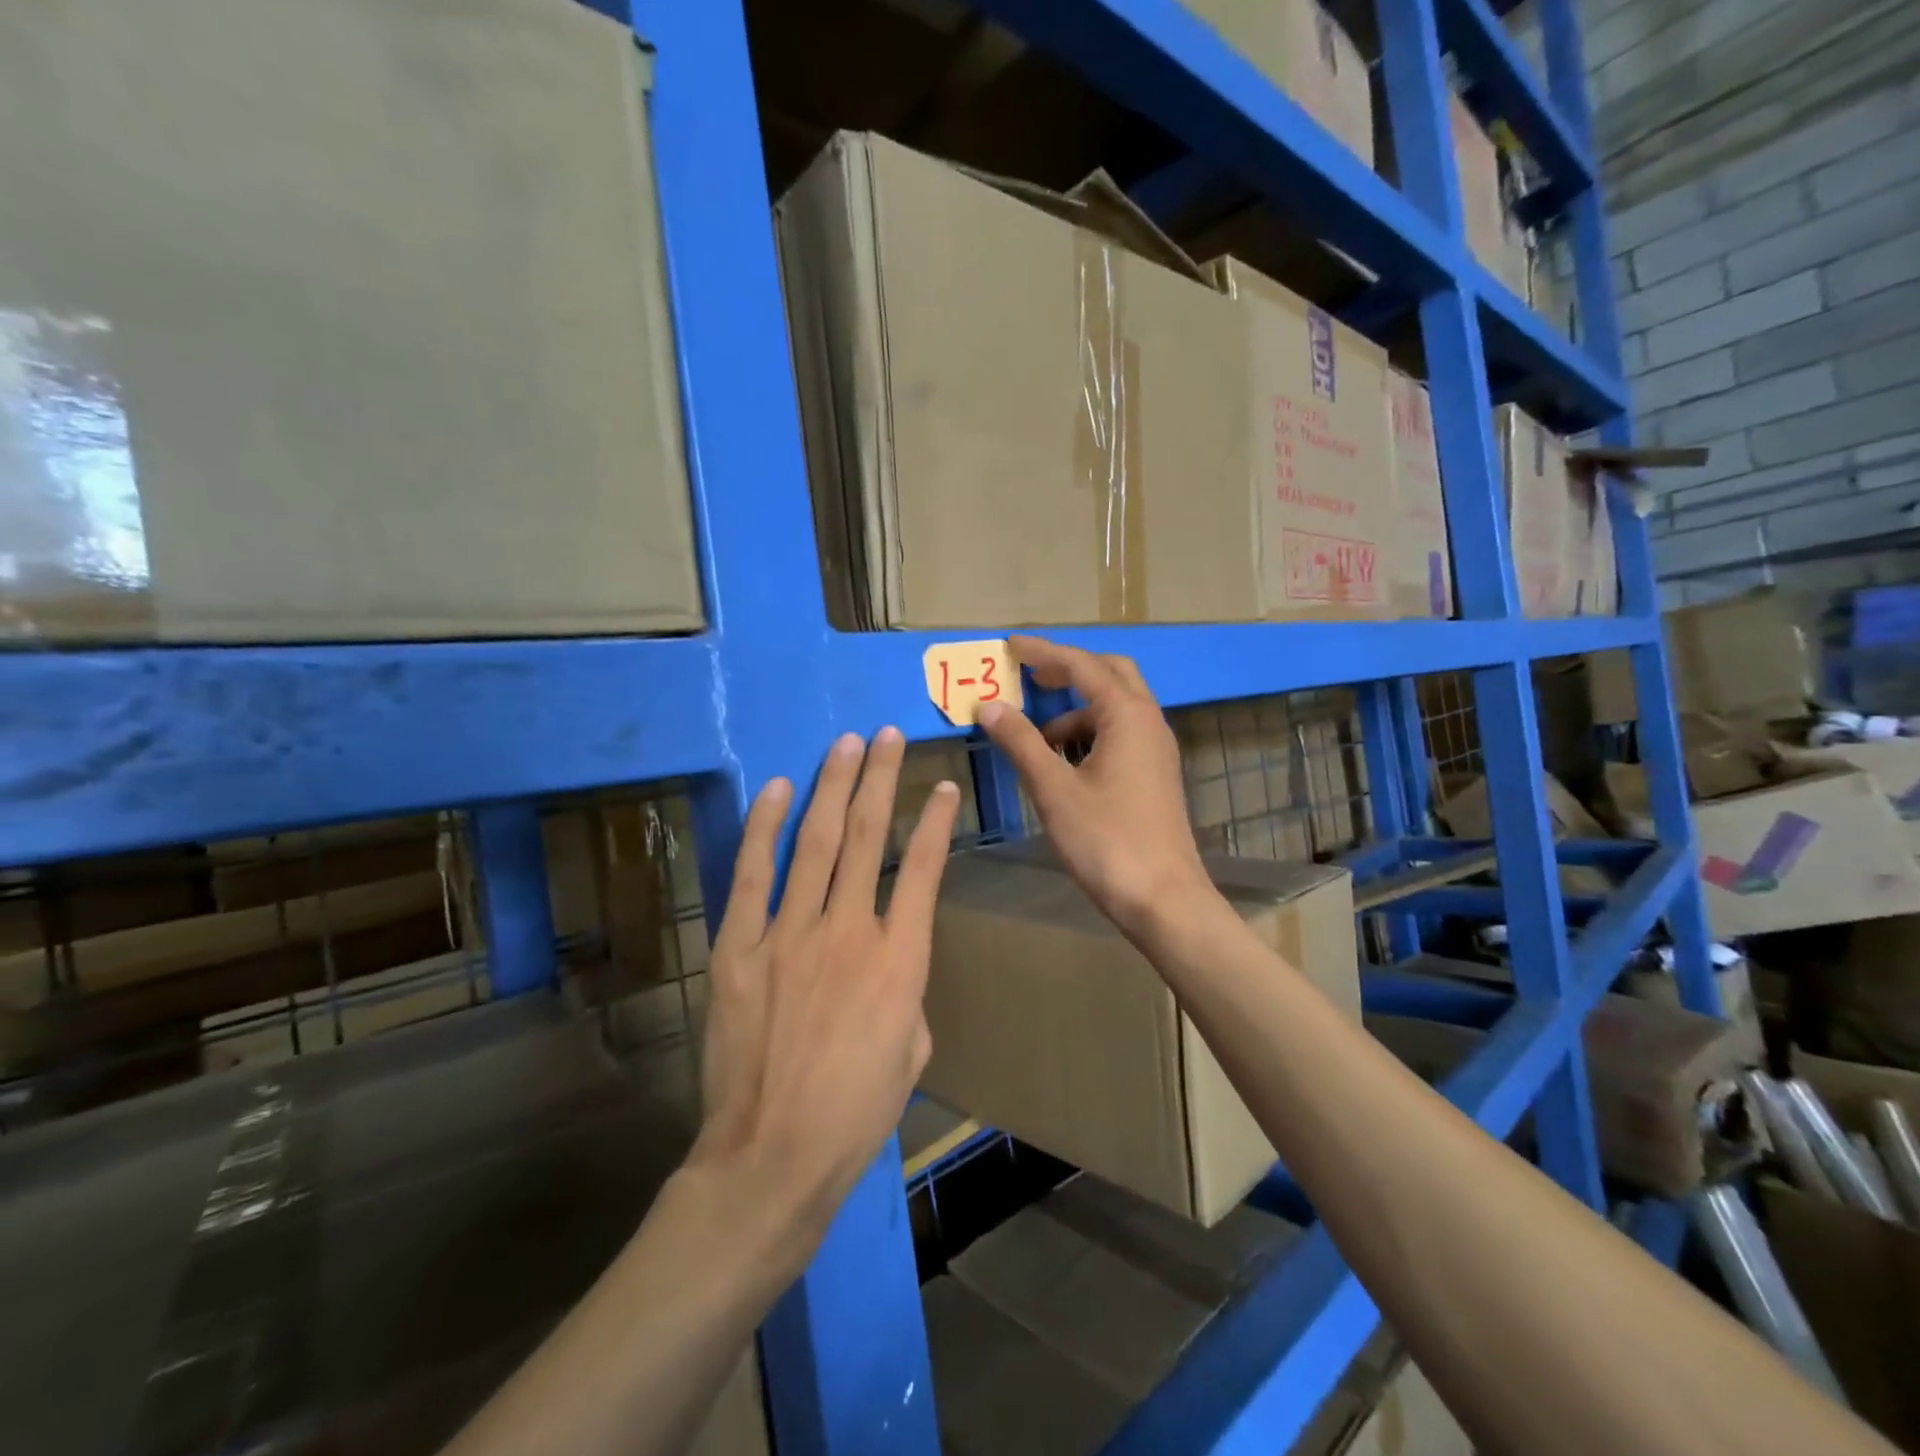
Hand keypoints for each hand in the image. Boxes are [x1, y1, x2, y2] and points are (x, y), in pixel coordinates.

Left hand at [692, 728, 960, 1248]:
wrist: (773, 1156)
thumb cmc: (856, 1112)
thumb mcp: (913, 1050)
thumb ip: (906, 990)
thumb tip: (885, 959)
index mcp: (901, 960)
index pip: (925, 870)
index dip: (937, 822)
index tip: (943, 785)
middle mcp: (849, 931)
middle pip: (869, 837)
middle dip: (881, 779)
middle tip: (888, 735)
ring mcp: (790, 934)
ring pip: (817, 842)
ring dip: (834, 787)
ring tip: (846, 744)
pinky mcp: (740, 947)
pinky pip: (753, 874)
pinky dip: (766, 827)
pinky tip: (780, 789)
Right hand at [978, 635, 1213, 938]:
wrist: (1162, 899)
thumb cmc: (1106, 840)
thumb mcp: (1054, 789)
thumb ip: (1020, 742)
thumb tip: (989, 705)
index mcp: (1127, 715)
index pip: (1080, 665)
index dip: (1042, 652)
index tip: (1009, 644)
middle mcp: (1148, 721)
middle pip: (1109, 673)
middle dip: (1068, 670)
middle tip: (1029, 676)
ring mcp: (1156, 749)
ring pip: (1115, 707)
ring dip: (1076, 708)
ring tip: (1036, 735)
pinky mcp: (1154, 774)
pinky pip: (1120, 734)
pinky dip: (1089, 734)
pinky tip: (1062, 763)